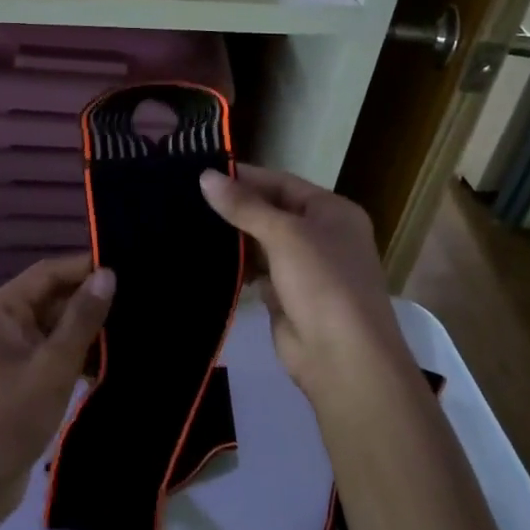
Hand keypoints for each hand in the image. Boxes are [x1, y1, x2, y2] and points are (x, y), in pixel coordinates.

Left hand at [0, 254, 114, 521]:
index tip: (128, 266)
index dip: (85, 267)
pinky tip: (113, 363)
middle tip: (140, 301)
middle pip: (53, 298)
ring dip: (89, 331)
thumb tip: (108, 274)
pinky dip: (79, 356)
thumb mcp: (52, 366)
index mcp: (1, 311)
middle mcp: (3, 324)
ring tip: (136, 329)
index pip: (48, 272)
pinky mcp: (21, 377)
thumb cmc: (9, 417)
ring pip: (57, 328)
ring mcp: (11, 352)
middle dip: (92, 301)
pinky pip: (54, 353)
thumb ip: (82, 319)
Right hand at [200, 167, 407, 402]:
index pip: (282, 183)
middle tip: (187, 197)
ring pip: (262, 243)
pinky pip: (257, 272)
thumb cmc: (322, 282)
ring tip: (187, 223)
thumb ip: (245, 206)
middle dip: (235, 207)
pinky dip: (236, 266)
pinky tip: (206, 258)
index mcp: (332, 212)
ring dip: (233, 238)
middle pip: (272, 212)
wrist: (343, 357)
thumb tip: (206, 177)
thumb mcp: (285, 235)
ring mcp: (305, 268)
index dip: (245, 177)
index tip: (202, 172)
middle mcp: (322, 235)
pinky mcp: (287, 297)